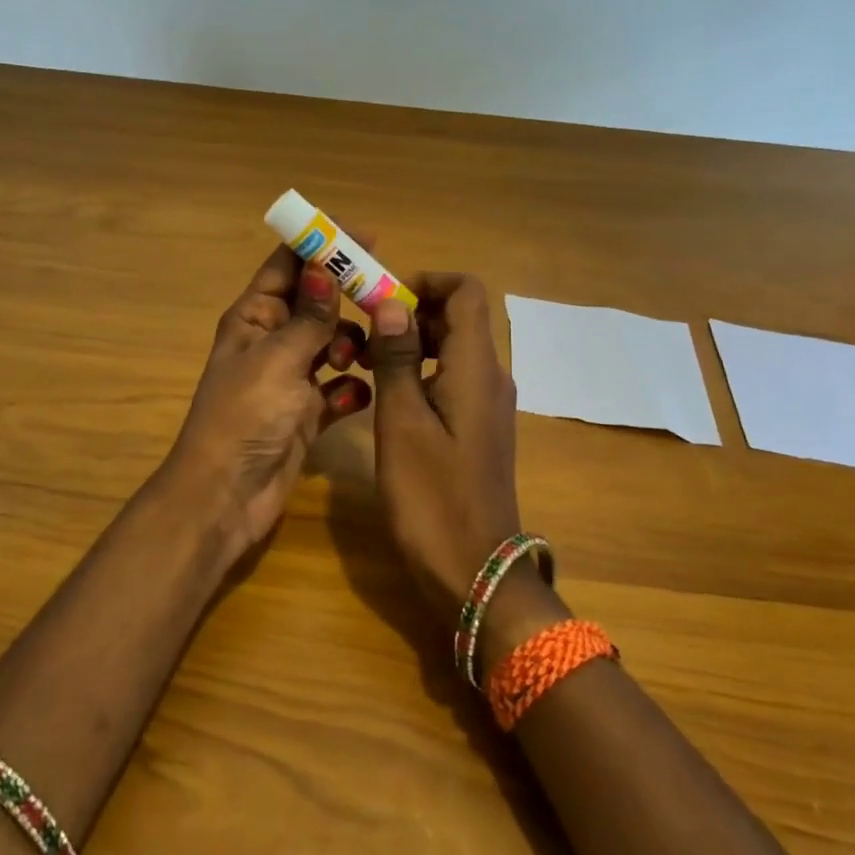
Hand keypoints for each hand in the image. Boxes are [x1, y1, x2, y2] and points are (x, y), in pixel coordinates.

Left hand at [158, 244, 371, 559]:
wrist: (227, 495)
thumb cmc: (245, 415)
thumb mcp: (278, 358)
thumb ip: (308, 316)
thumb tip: (323, 266)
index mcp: (253, 317)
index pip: (288, 265)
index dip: (321, 245)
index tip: (366, 236)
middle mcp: (272, 340)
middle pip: (316, 303)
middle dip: (346, 299)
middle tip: (383, 298)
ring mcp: (291, 377)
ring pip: (332, 343)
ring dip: (349, 345)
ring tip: (356, 359)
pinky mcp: (308, 412)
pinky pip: (339, 388)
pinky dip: (350, 389)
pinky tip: (356, 397)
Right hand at [366, 274, 524, 615]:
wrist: (475, 572)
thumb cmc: (432, 496)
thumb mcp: (402, 422)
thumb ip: (397, 358)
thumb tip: (391, 303)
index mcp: (477, 367)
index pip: (466, 291)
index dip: (426, 282)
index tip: (382, 299)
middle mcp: (491, 376)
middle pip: (459, 316)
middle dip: (412, 312)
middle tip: (364, 333)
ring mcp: (489, 404)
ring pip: (455, 348)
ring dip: (414, 342)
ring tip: (368, 362)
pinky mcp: (480, 427)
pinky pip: (455, 378)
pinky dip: (424, 371)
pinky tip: (389, 397)